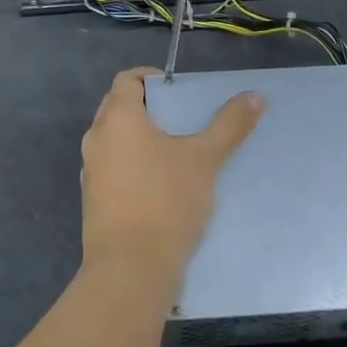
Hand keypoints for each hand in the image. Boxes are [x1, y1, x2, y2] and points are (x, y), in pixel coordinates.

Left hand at [80, 66, 263, 290]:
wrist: (130, 269)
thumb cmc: (165, 201)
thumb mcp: (204, 159)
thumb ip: (229, 125)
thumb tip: (255, 96)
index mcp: (118, 118)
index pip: (126, 79)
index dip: (150, 78)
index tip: (177, 89)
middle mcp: (97, 138)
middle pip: (118, 107)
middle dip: (147, 107)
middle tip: (180, 117)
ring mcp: (91, 171)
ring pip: (114, 140)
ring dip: (139, 138)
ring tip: (175, 150)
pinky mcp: (93, 200)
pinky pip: (112, 168)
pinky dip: (132, 165)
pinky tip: (160, 184)